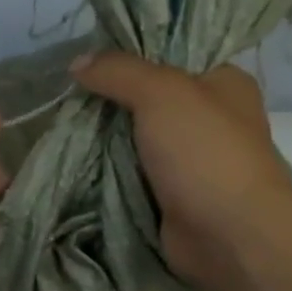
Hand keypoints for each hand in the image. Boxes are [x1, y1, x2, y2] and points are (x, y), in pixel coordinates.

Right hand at [71, 51, 291, 287]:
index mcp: (224, 83)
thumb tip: (77, 61)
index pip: (172, 56)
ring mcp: (192, 162)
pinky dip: (109, 173)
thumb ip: (118, 72)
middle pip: (149, 100)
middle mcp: (211, 119)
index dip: (131, 54)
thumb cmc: (205, 153)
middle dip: (110, 100)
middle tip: (67, 95)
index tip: (87, 59)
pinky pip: (133, 176)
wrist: (230, 235)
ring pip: (137, 140)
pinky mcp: (173, 196)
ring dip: (104, 140)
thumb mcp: (161, 93)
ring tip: (61, 126)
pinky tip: (75, 162)